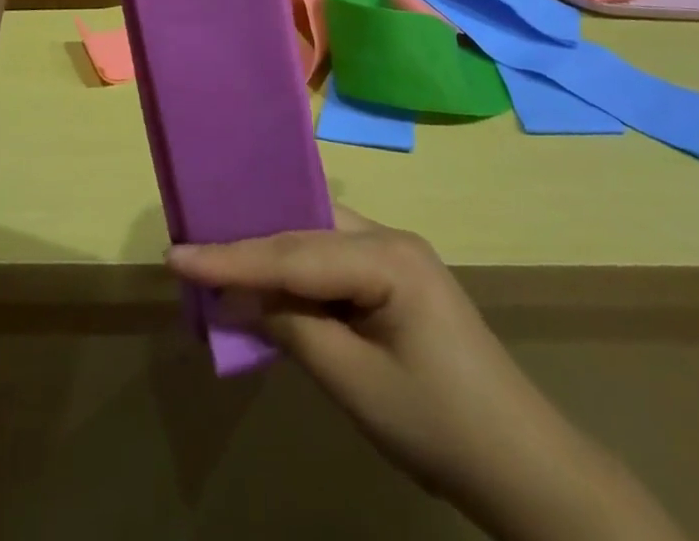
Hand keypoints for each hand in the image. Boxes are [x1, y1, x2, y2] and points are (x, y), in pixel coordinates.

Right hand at [168, 207, 523, 504]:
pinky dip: (299, 272)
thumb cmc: (438, 426)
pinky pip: (335, 260)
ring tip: (222, 258)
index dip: (231, 257)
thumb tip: (237, 297)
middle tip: (193, 245)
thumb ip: (291, 328)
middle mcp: (390, 238)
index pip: (293, 252)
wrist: (522, 465)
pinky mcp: (398, 278)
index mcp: (387, 255)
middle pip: (305, 233)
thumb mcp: (354, 383)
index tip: (176, 254)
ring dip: (273, 253)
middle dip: (250, 242)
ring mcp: (397, 255)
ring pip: (318, 240)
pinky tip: (273, 282)